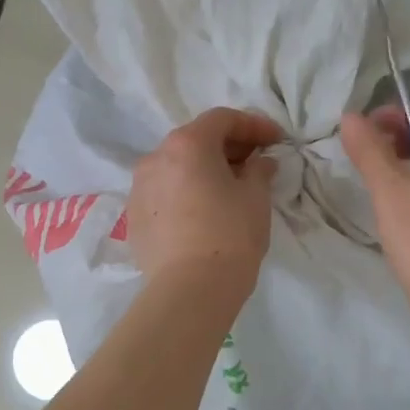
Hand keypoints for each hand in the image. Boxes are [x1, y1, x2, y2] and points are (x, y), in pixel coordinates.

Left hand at [128, 108, 282, 299]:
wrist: (189, 290)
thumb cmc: (230, 235)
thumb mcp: (255, 198)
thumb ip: (259, 170)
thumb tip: (260, 162)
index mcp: (187, 144)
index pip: (222, 119)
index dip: (253, 125)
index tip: (276, 140)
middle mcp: (155, 157)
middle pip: (195, 139)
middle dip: (228, 146)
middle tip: (255, 162)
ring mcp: (139, 187)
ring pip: (176, 166)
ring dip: (203, 168)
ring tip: (229, 187)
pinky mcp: (133, 216)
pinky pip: (164, 192)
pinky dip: (185, 191)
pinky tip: (203, 210)